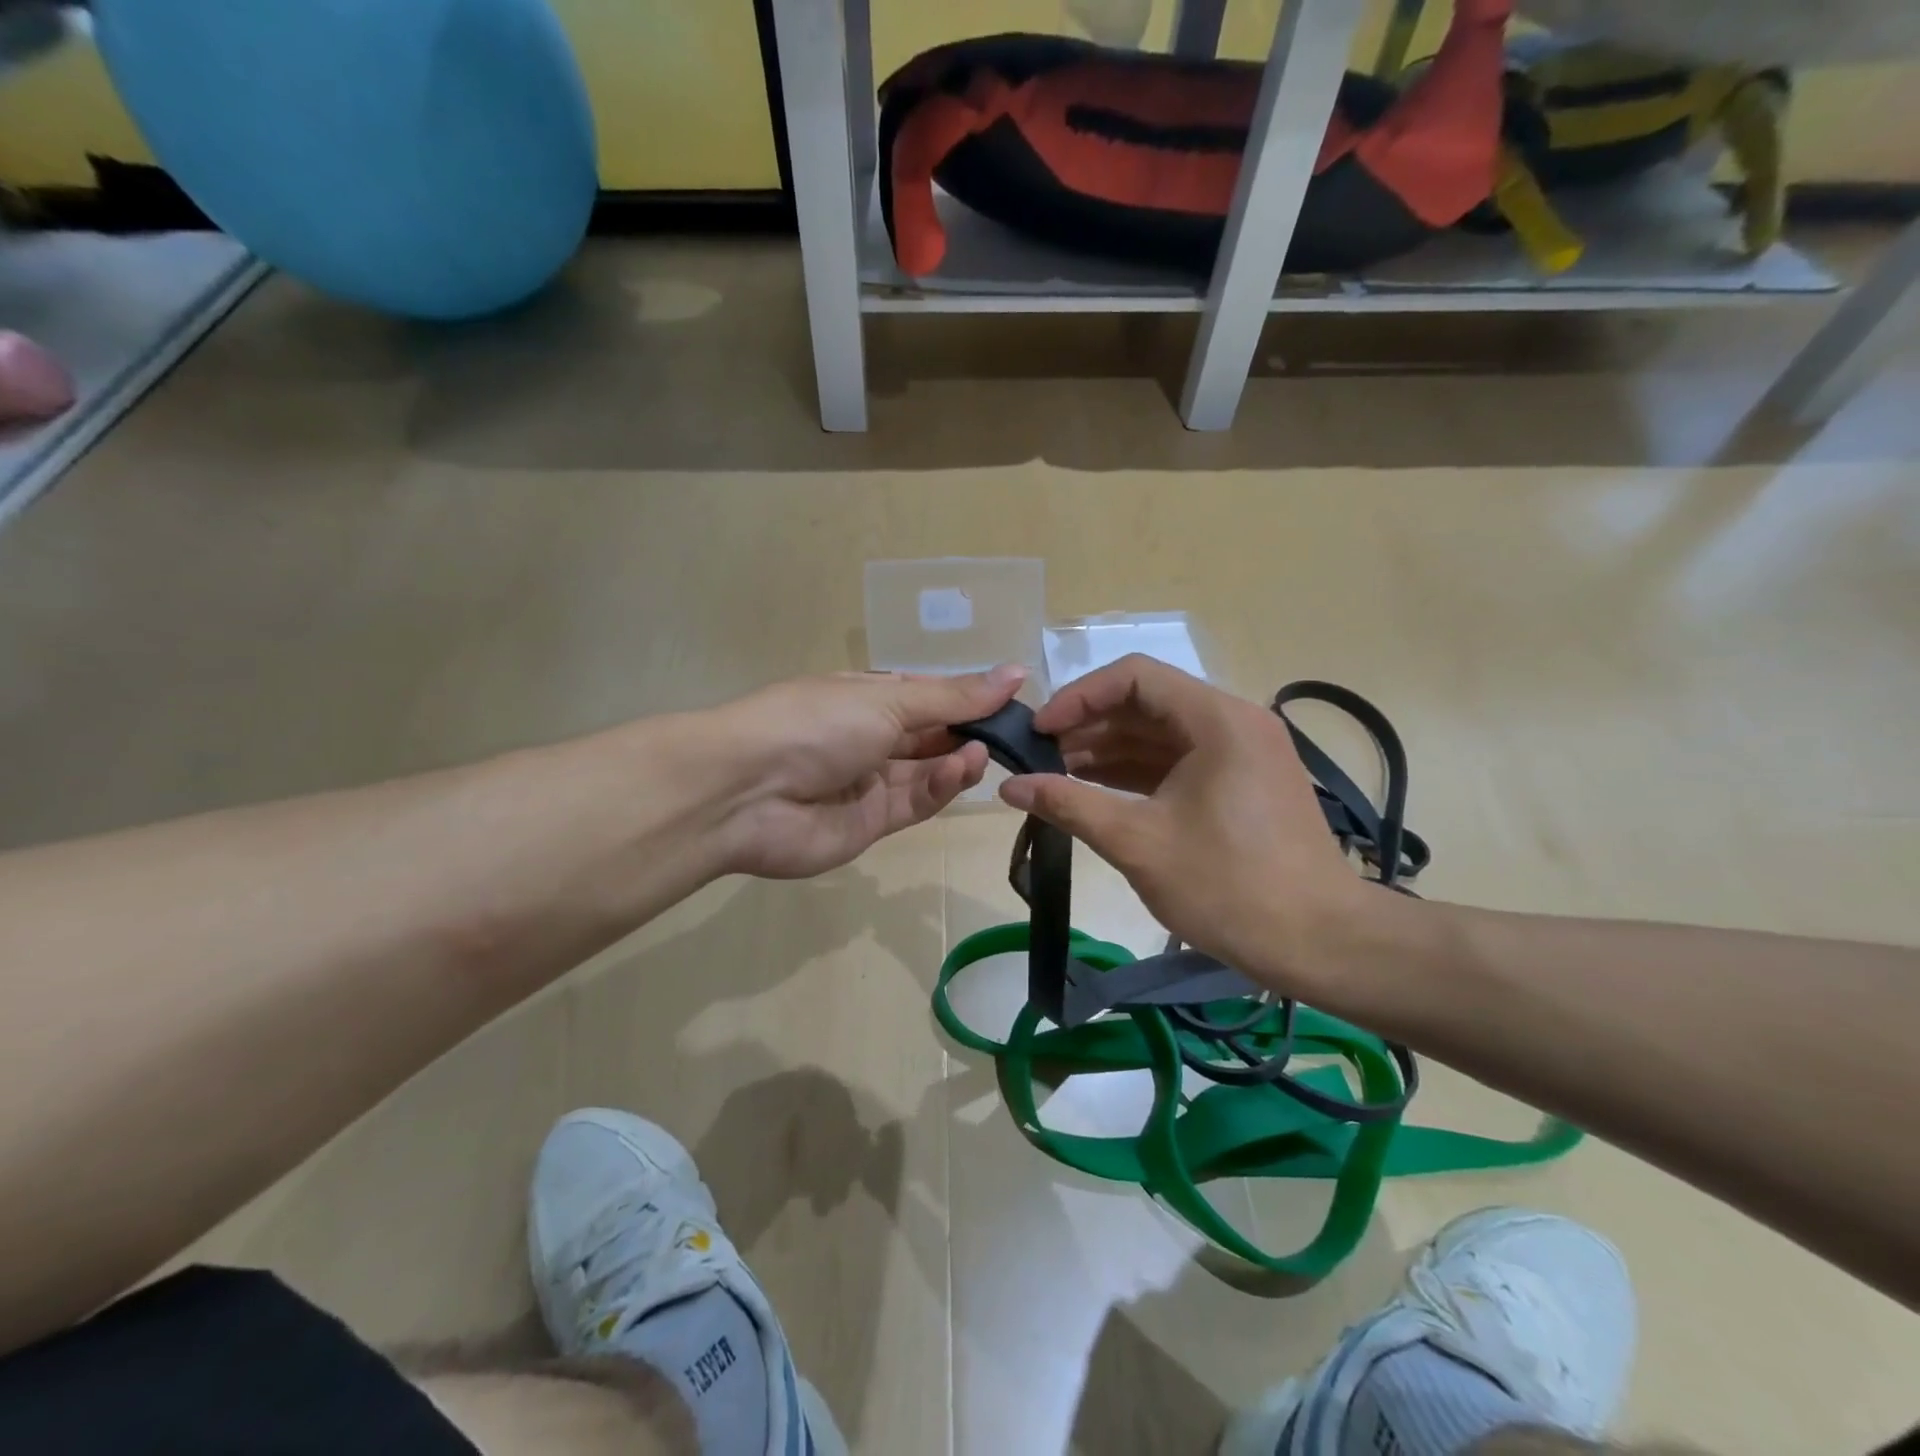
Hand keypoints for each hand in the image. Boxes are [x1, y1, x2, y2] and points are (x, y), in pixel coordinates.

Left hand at [709, 666, 1025, 878]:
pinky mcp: (870, 824)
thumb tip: (1016, 671)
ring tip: (983, 752)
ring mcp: (869, 782)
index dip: (967, 698)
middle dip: (968, 732)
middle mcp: (868, 737)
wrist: (745, 791)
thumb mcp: (888, 699)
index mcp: (866, 697)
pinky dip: (940, 787)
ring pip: (927, 772)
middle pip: (930, 736)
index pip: (927, 695)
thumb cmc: (816, 723)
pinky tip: (961, 770)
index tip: (1012, 700)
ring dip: (957, 761)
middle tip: (1011, 733)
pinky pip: (915, 803)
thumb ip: (953, 696)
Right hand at [999, 655, 1369, 993]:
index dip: (1078, 697)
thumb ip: (1069, 804)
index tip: (1039, 732)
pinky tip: (1094, 791)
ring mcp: (1241, 752)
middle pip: (1146, 702)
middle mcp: (1233, 721)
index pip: (1134, 676)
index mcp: (1216, 719)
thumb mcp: (1137, 842)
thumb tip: (1009, 787)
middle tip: (1038, 759)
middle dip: (1088, 726)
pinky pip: (1178, 760)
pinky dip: (1136, 772)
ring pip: (1160, 733)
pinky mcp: (1240, 782)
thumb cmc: (1228, 887)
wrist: (1319, 943)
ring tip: (1056, 776)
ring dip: (1108, 750)